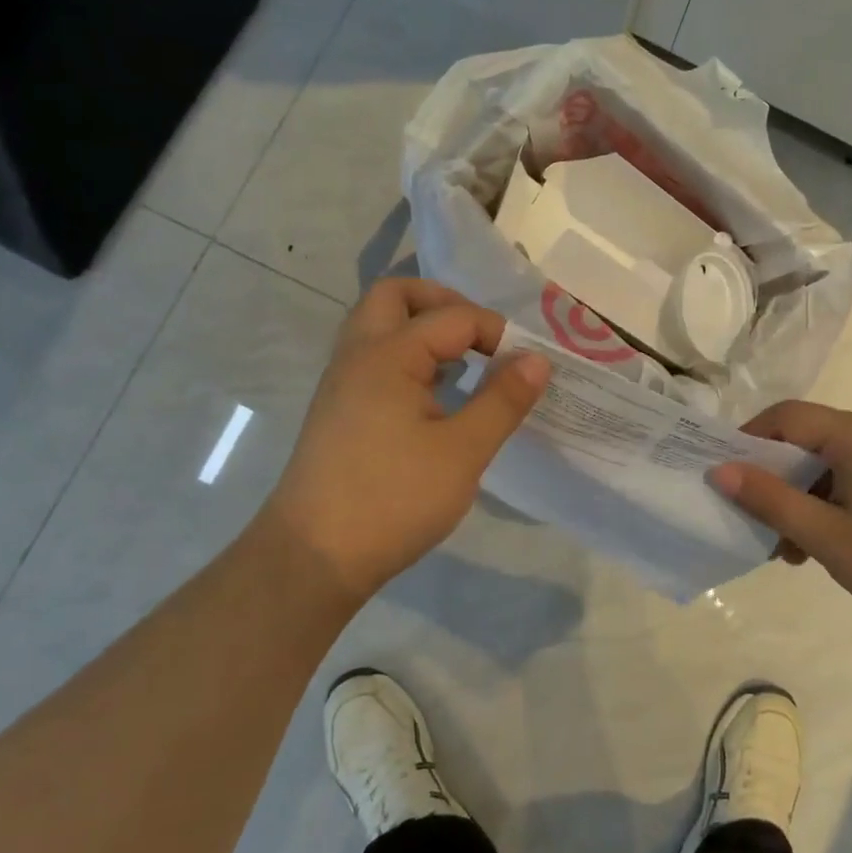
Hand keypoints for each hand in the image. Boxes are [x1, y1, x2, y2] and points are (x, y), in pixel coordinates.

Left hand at [261, 279, 548, 602]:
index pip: (453, 317)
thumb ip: (503, 400)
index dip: (497, 333)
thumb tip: (537, 360)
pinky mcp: (338, 411)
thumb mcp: (463, 452)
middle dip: (444, 304)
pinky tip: (436, 398)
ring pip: (379, 327)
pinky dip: (408, 359)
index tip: (525, 367)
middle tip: (481, 337)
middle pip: (396, 296)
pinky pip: (374, 360)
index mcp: (387, 355)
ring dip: (422, 330)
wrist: (314, 556)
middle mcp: (357, 355)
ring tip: (464, 365)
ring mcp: (341, 383)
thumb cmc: (394, 499)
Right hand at [712, 401, 851, 637]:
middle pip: (814, 439)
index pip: (788, 416)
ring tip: (800, 547)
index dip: (750, 438)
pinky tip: (841, 540)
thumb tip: (719, 471)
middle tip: (765, 524)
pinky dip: (843, 497)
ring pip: (841, 460)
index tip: (727, 473)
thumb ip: (771, 500)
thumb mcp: (827, 537)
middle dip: (782, 478)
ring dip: (811, 494)